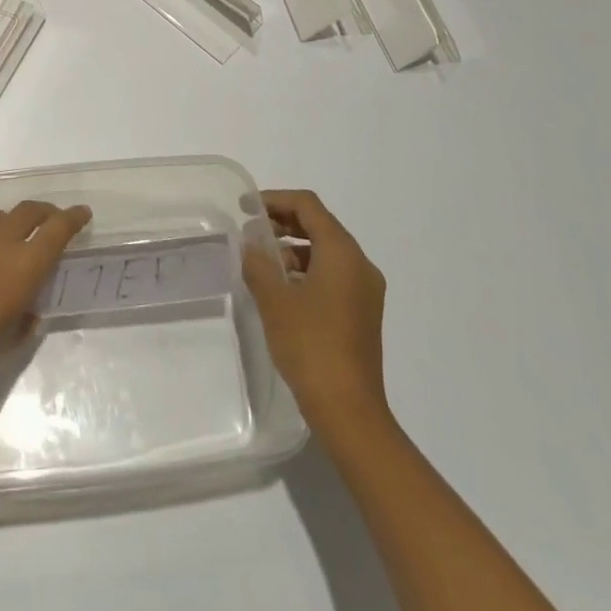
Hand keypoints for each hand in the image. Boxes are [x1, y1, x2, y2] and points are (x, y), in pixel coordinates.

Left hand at [0, 200, 91, 407]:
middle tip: (50, 222)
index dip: (73, 218)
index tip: (82, 213)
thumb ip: (23, 313)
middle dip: (44, 213)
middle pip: (29, 211)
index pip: (57, 229)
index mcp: (22, 265)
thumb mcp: (8, 338)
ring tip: (10, 240)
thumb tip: (26, 308)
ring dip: (10, 223)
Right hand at [243, 190, 389, 441]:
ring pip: (326, 251)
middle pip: (320, 225)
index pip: (308, 206)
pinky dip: (307, 270)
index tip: (245, 208)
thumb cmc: (310, 346)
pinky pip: (333, 275)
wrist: (349, 411)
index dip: (275, 199)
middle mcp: (360, 264)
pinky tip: (282, 290)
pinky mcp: (363, 312)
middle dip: (283, 223)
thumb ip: (259, 263)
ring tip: (262, 264)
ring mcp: (366, 290)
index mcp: (343, 253)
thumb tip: (251, 245)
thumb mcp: (274, 300)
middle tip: (251, 233)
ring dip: (294, 248)